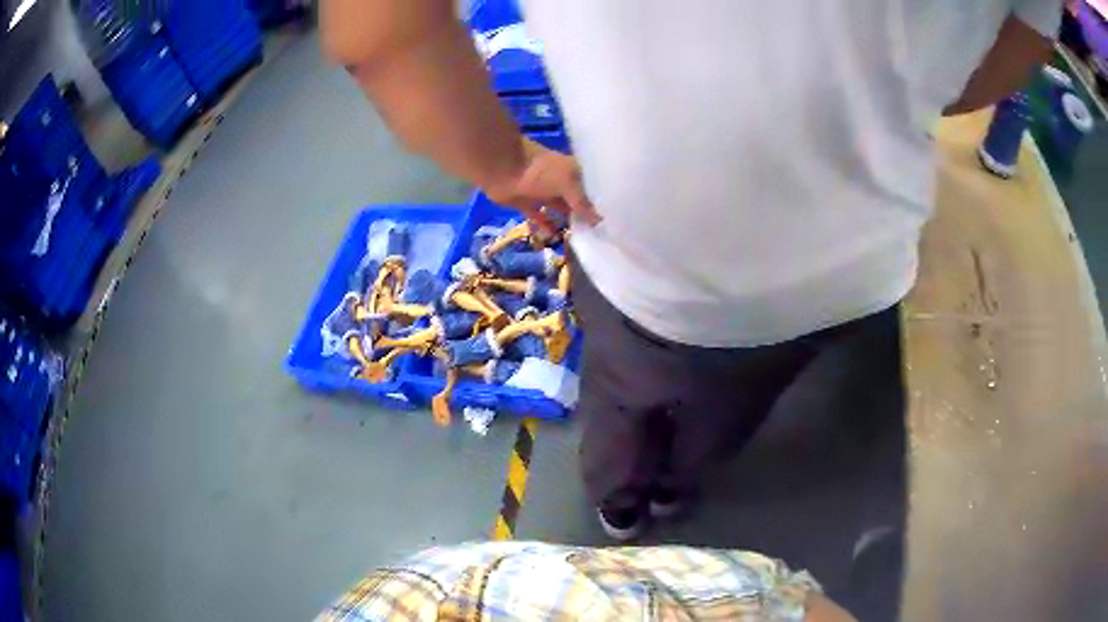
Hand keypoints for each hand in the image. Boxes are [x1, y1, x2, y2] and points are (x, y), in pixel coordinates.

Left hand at [486, 140, 599, 231]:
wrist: (502, 168)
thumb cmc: (539, 171)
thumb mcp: (567, 183)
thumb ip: (583, 203)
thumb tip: (600, 222)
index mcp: (575, 172)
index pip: (594, 189)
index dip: (604, 203)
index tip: (615, 222)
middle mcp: (563, 182)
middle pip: (579, 201)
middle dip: (588, 215)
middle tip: (603, 237)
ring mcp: (545, 193)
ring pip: (561, 210)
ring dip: (570, 222)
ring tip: (583, 241)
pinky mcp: (528, 204)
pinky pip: (541, 218)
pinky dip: (547, 227)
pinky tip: (557, 238)